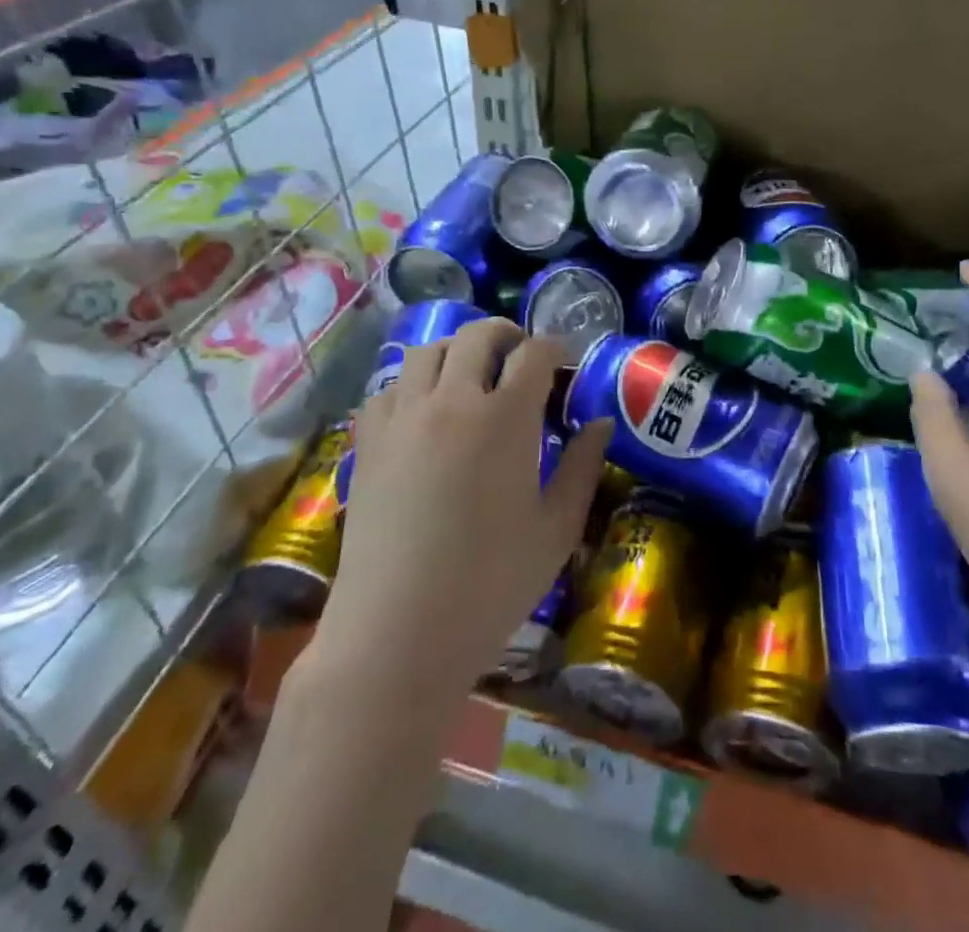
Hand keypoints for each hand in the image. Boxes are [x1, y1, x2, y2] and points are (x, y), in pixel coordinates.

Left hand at [308, 318, 610, 700]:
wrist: (397, 633)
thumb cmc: (491, 584)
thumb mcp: (557, 529)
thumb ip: (584, 467)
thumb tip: (600, 424)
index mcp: (505, 417)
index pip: (535, 353)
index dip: (554, 349)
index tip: (562, 363)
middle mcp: (452, 400)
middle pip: (478, 335)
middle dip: (506, 336)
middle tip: (520, 358)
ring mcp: (403, 417)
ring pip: (428, 350)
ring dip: (457, 352)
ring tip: (470, 378)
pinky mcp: (368, 441)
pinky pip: (390, 387)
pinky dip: (413, 383)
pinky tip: (425, 412)